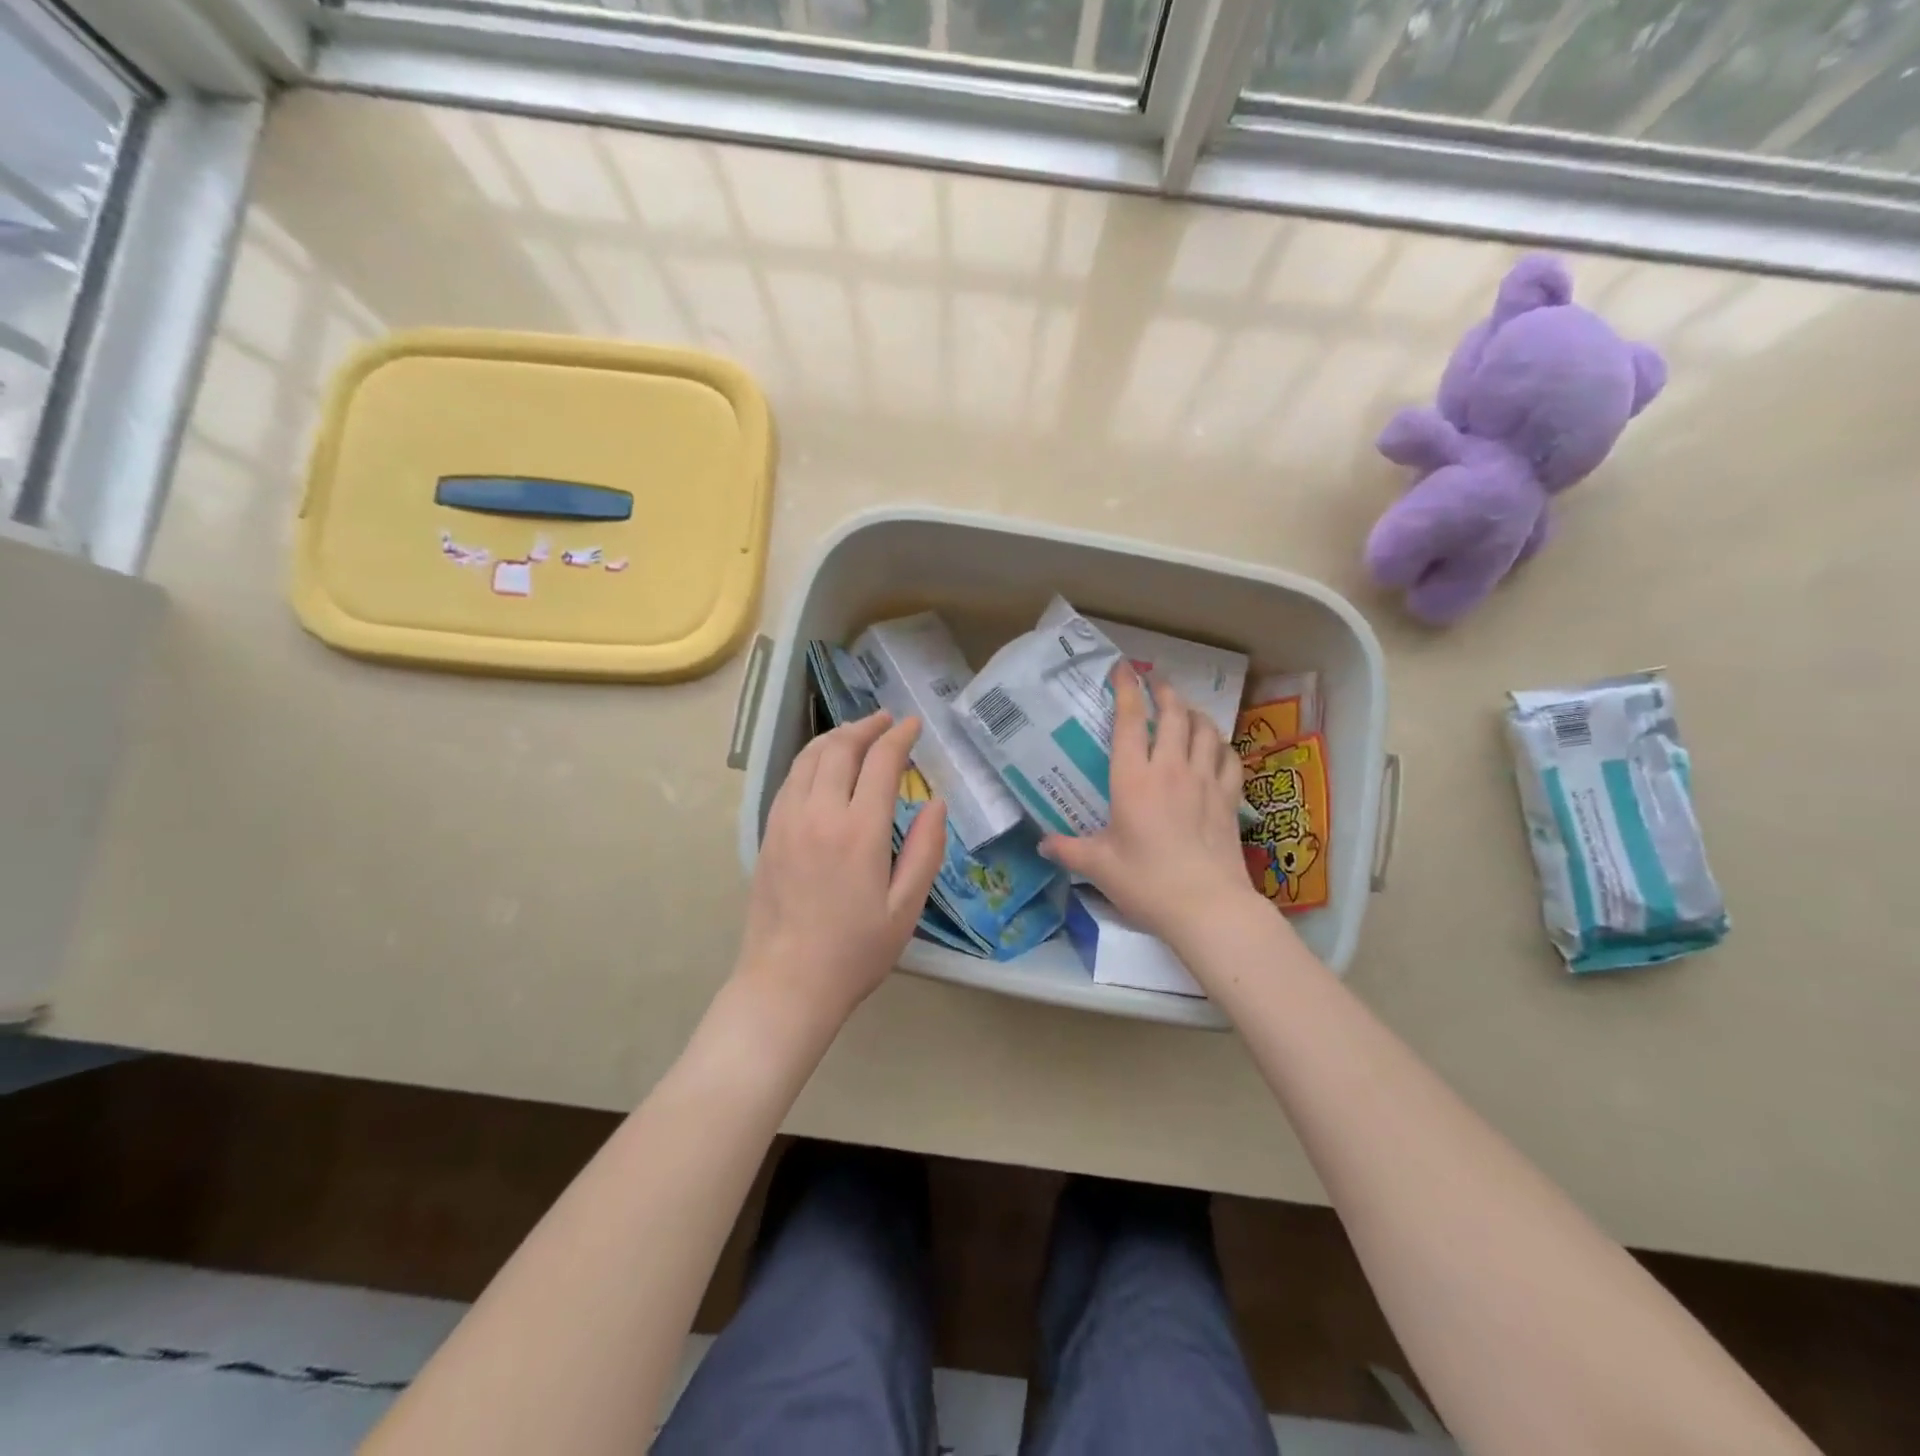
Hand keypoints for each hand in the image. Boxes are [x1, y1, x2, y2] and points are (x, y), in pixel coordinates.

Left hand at [735, 711, 945, 1028]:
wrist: (786, 983)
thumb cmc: (855, 951)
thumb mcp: (906, 906)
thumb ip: (926, 849)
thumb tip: (936, 802)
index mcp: (858, 830)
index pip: (880, 762)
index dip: (899, 737)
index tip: (914, 724)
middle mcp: (818, 813)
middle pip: (840, 748)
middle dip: (866, 726)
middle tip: (887, 721)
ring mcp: (787, 821)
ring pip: (809, 758)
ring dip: (836, 737)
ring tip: (856, 733)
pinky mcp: (768, 834)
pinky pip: (790, 779)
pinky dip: (811, 759)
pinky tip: (822, 766)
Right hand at [1040, 669, 1261, 952]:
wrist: (1206, 906)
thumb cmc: (1146, 882)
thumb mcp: (1099, 866)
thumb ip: (1068, 850)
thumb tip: (1042, 844)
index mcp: (1133, 779)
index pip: (1129, 721)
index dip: (1126, 689)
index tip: (1123, 668)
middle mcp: (1170, 769)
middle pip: (1173, 714)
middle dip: (1164, 692)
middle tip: (1156, 683)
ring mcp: (1204, 781)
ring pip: (1204, 730)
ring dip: (1194, 713)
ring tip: (1185, 710)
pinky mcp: (1228, 798)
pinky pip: (1228, 758)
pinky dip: (1220, 745)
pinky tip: (1215, 747)